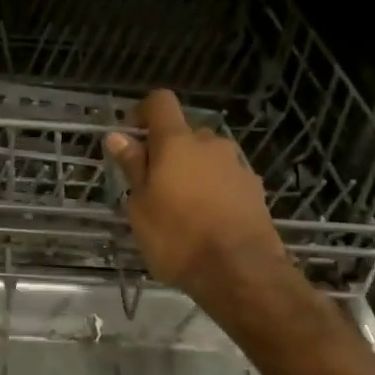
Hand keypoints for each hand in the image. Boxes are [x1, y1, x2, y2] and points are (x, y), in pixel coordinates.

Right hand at [105, 89, 293, 308]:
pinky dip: (212, 189)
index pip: (160, 102)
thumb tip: (119, 136)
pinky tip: (206, 220)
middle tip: (151, 186)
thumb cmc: (177, 237)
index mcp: (177, 142)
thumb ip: (133, 167)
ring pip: (206, 157)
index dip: (142, 112)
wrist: (241, 272)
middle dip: (167, 151)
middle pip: (184, 133)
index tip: (131, 137)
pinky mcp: (255, 189)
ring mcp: (237, 165)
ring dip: (191, 171)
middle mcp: (211, 144)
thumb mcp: (141, 206)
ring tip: (180, 208)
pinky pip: (225, 178)